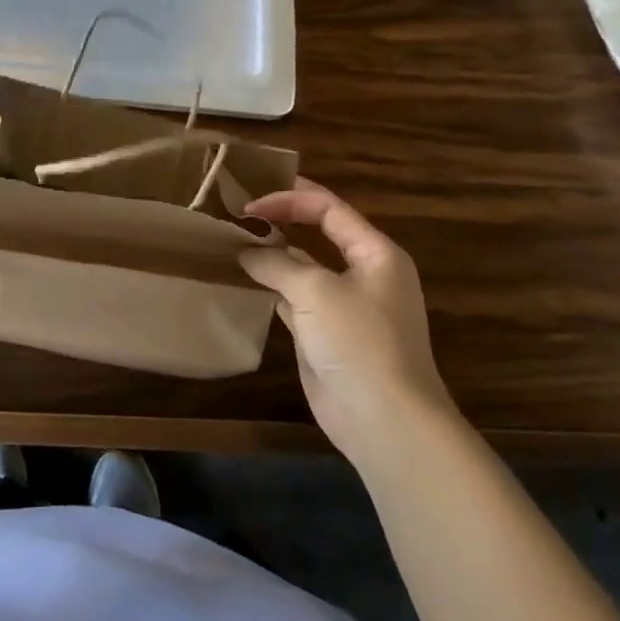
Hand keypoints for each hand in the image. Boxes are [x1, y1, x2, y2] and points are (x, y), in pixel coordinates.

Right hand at [241, 180, 454, 463]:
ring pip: (305, 267)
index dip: (288, 199)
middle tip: (239, 213)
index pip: (329, 208)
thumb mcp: (315, 291)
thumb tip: (247, 253)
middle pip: (318, 233)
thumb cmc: (358, 342)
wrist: (385, 421)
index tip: (249, 205)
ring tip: (234, 241)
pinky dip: (272, 288)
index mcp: (375, 253)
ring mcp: (345, 306)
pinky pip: (296, 299)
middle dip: (281, 220)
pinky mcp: (327, 334)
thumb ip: (277, 263)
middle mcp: (364, 274)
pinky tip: (246, 281)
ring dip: (273, 255)